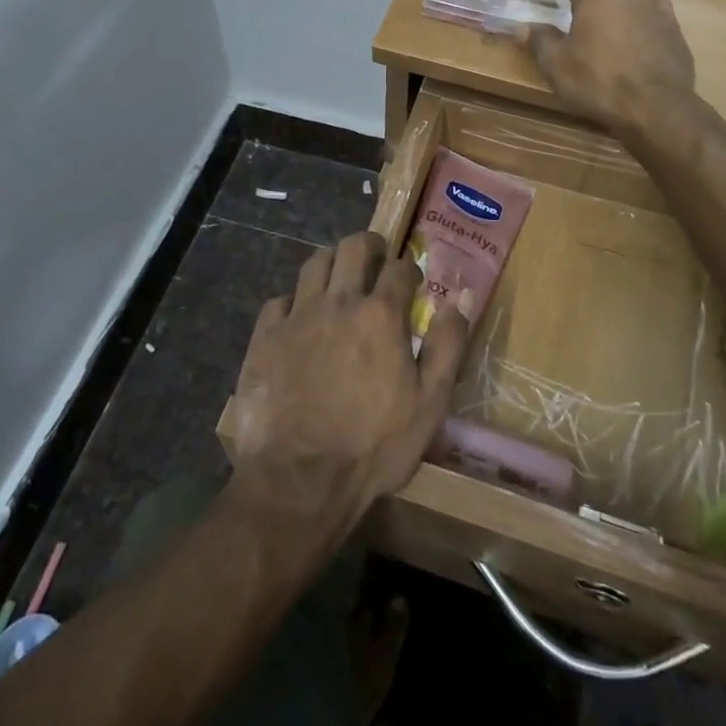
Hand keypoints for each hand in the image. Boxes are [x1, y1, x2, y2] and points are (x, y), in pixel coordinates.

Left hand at [230, 233, 469, 538]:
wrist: (300, 480)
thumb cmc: (374, 446)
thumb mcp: (429, 403)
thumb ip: (448, 345)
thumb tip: (459, 299)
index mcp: (380, 314)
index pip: (400, 269)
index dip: (409, 269)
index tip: (412, 279)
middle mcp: (339, 301)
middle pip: (353, 248)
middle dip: (370, 245)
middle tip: (376, 256)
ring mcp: (298, 315)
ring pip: (314, 263)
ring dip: (332, 262)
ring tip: (338, 276)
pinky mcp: (265, 336)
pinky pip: (280, 300)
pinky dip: (293, 301)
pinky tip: (298, 317)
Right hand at [522, 0, 697, 135]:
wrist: (656, 107)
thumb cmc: (598, 82)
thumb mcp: (556, 65)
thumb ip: (539, 41)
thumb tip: (524, 28)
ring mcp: (654, 7)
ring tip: (602, 6)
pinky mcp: (673, 27)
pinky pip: (653, 8)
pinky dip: (640, 10)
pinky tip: (638, 18)